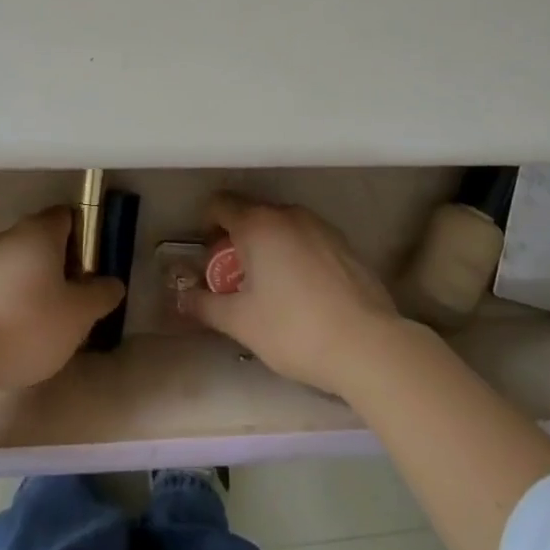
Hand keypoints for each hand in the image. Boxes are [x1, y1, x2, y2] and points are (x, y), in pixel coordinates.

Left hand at [0, 207, 125, 394]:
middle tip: (76, 295)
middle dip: (62, 261)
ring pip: (20, 262)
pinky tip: (19, 330)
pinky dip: (13, 299)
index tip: (94, 267)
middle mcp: (10, 236)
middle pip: (43, 238)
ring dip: (36, 281)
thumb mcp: (80, 314)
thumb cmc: (30, 324)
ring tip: (48, 318)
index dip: (85, 236)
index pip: (68, 215)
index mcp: (40, 231)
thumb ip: (102, 294)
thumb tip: (113, 284)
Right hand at [178, 193, 405, 397]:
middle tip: (235, 279)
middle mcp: (288, 214)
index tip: (209, 258)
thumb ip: (205, 305)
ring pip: (281, 225)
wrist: (367, 345)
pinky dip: (295, 253)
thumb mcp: (240, 322)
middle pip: (251, 213)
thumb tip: (181, 298)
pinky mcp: (344, 243)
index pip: (220, 204)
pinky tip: (302, 291)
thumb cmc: (294, 330)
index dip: (207, 226)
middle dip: (236, 240)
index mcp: (257, 224)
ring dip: (267, 245)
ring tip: (269, 286)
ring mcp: (320, 225)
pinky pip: (307, 237)